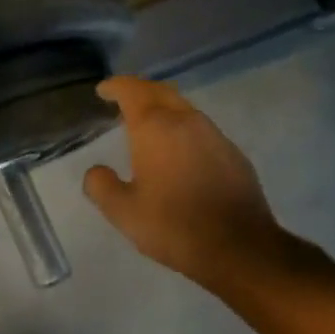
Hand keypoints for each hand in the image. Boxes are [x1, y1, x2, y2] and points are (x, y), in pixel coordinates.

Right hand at [83, 77, 295, 291]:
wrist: (238, 247)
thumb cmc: (173, 226)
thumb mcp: (123, 212)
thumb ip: (101, 186)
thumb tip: (96, 171)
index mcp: (156, 128)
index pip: (132, 90)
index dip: (115, 86)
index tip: (103, 90)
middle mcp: (187, 121)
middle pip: (161, 92)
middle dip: (139, 91)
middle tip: (123, 101)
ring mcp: (215, 136)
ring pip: (184, 109)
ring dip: (163, 110)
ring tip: (148, 127)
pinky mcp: (233, 154)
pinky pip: (201, 131)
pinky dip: (183, 131)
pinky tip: (178, 154)